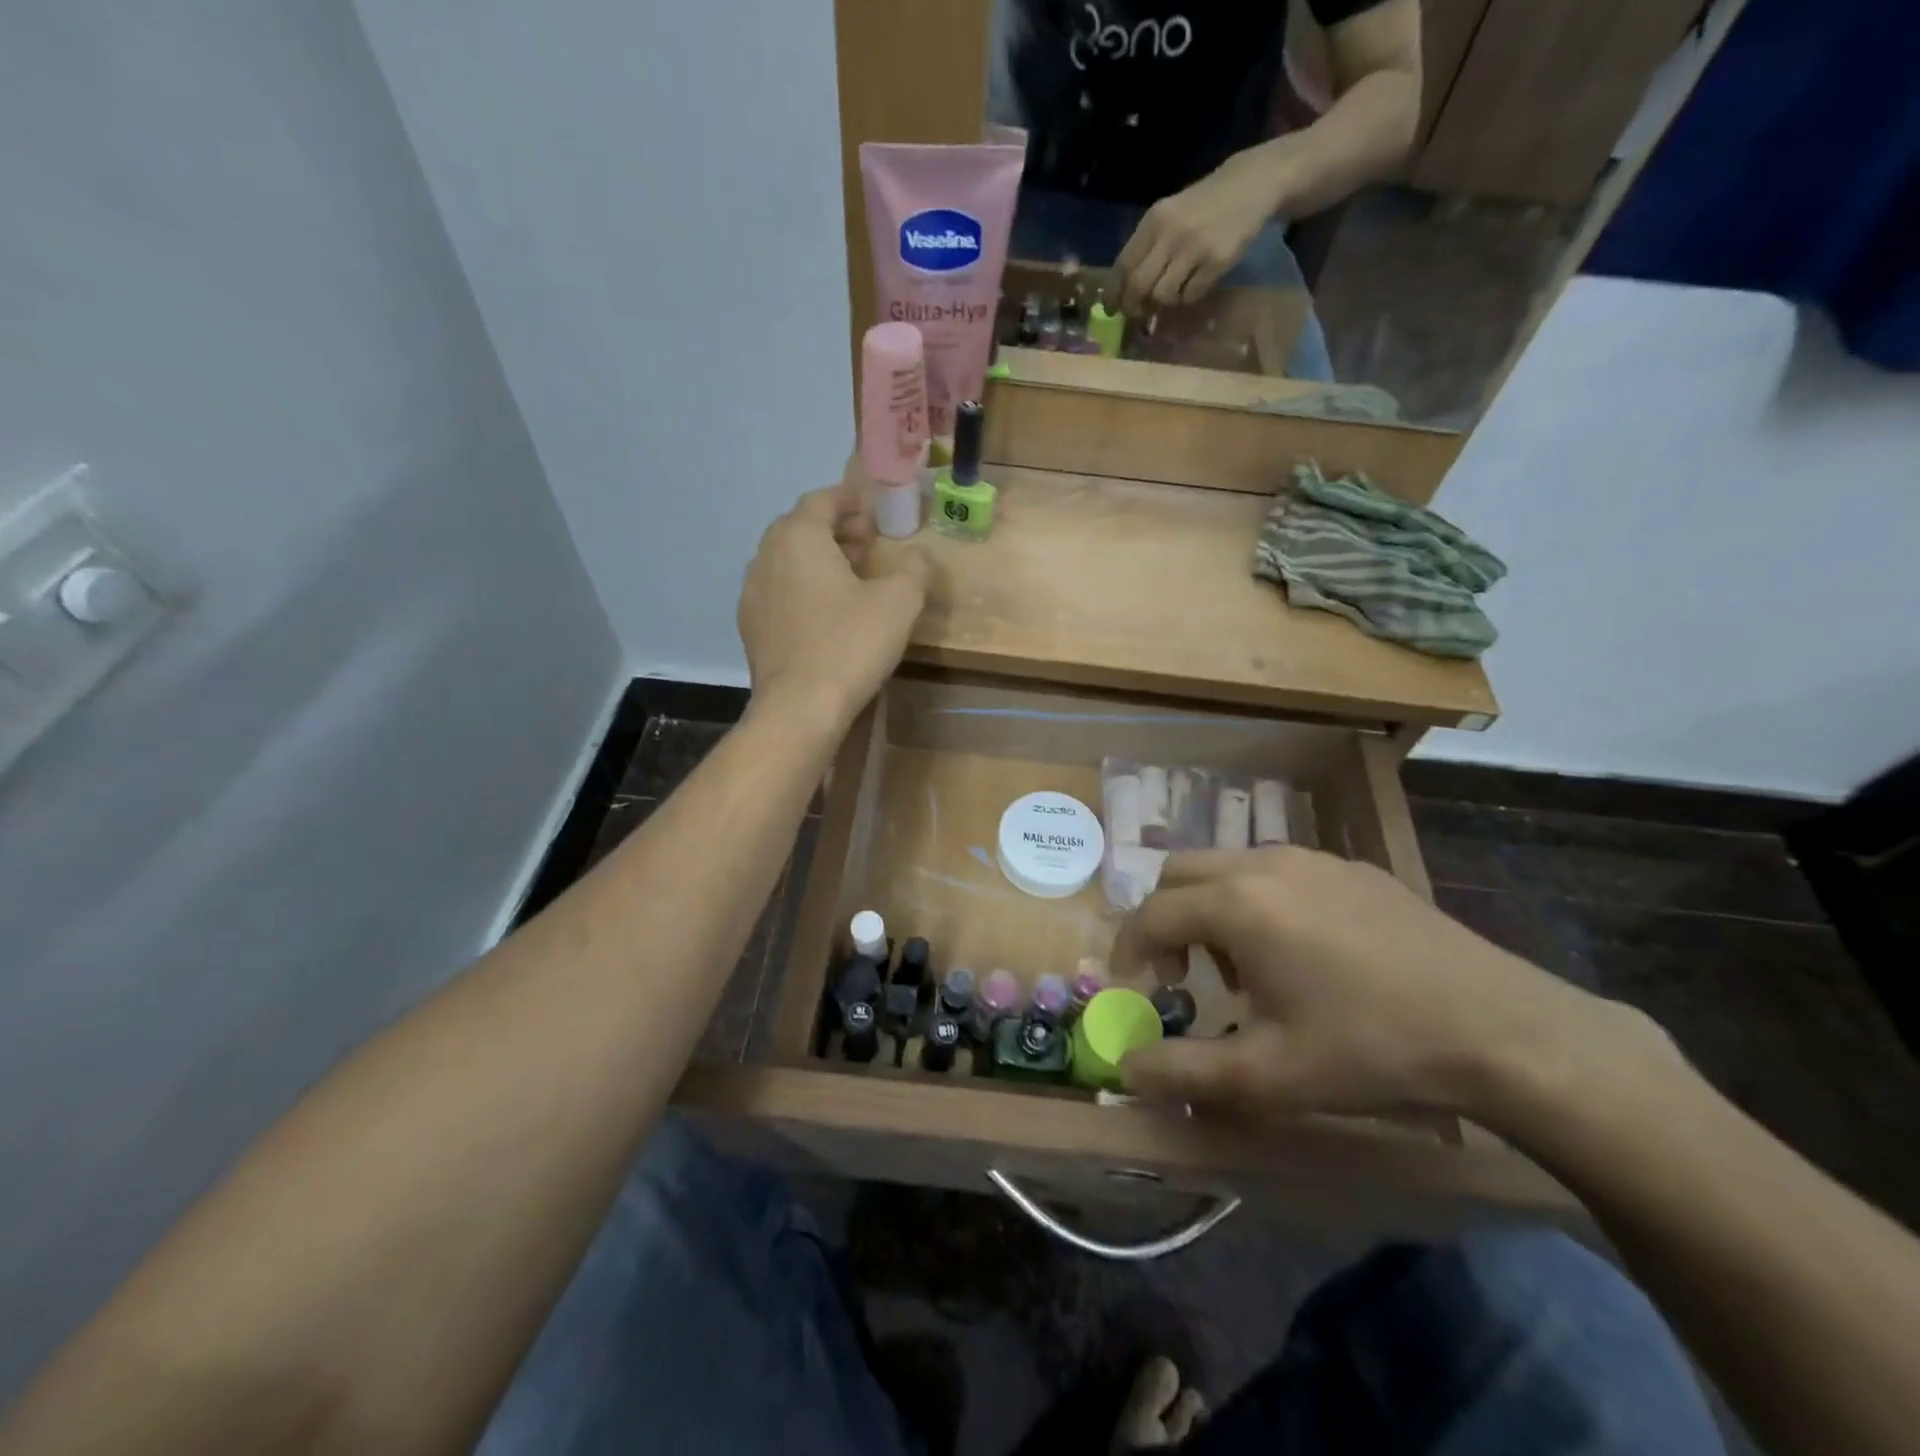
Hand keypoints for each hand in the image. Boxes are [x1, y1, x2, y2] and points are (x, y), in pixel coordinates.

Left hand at [737, 483, 930, 730]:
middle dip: (833, 529)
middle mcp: (766, 558)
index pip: (820, 501)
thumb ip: (914, 570)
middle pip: (798, 528)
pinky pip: (778, 592)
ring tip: (848, 577)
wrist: (800, 708)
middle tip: (866, 542)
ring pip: (785, 561)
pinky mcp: (751, 628)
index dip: (848, 500)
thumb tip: (920, 557)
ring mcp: (752, 594)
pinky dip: (801, 587)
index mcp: (798, 539)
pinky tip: (824, 613)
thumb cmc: (850, 645)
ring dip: (816, 559)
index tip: (871, 509)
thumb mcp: (899, 604)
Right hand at [1112, 848, 1677, 1122]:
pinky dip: (1257, 901)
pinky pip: (1277, 870)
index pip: (1151, 914)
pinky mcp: (1352, 868)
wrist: (1500, 1027)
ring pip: (1229, 866)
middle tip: (1182, 976)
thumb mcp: (1268, 1076)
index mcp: (1237, 904)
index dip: (1129, 951)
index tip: (1136, 991)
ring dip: (1211, 909)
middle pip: (1180, 873)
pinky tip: (1300, 955)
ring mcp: (1313, 859)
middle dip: (1164, 920)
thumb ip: (1184, 1073)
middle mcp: (1264, 864)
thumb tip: (1126, 1070)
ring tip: (1245, 970)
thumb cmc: (1370, 1048)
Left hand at [1115, 155, 1281, 311]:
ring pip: (1163, 295)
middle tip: (1135, 312)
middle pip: (1139, 285)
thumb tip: (1124, 290)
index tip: (1110, 309)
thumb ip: (1147, 246)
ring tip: (1171, 292)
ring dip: (1163, 302)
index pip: (1123, 265)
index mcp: (1155, 219)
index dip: (1114, 293)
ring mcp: (1195, 248)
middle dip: (1133, 305)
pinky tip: (1192, 285)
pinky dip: (1186, 297)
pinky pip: (1190, 295)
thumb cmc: (1202, 205)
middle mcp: (1172, 233)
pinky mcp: (1217, 261)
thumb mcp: (1169, 215)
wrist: (1251, 185)